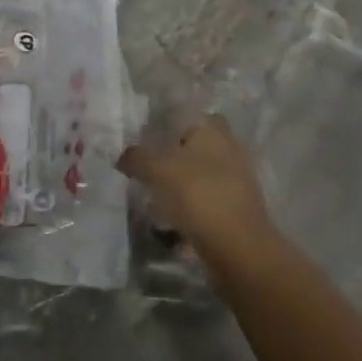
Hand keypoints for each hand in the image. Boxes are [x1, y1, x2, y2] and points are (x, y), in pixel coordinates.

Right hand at [117, 114, 278, 269]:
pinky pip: (203, 200)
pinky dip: (186, 207)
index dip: (163, 123)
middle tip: (144, 167)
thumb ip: (137, 157)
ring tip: (150, 197)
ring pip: (197, 174)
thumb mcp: (158, 169)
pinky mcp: (233, 208)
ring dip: (176, 184)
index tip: (141, 138)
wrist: (238, 247)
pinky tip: (167, 220)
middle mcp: (227, 148)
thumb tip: (123, 156)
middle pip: (192, 145)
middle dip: (169, 156)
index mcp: (212, 130)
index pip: (186, 113)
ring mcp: (234, 179)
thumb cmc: (199, 194)